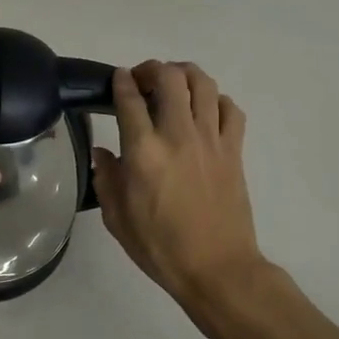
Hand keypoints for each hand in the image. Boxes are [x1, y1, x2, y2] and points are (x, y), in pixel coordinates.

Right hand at [91, 61, 265, 315]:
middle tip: (143, 79)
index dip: (121, 81)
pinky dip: (217, 100)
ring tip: (175, 83)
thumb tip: (103, 153)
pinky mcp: (234, 150)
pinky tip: (206, 110)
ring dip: (185, 74)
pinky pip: (231, 109)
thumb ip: (106, 179)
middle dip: (153, 69)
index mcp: (143, 151)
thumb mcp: (117, 218)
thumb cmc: (160, 247)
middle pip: (170, 78)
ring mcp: (210, 140)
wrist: (217, 269)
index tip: (118, 78)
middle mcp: (177, 135)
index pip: (129, 99)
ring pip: (203, 84)